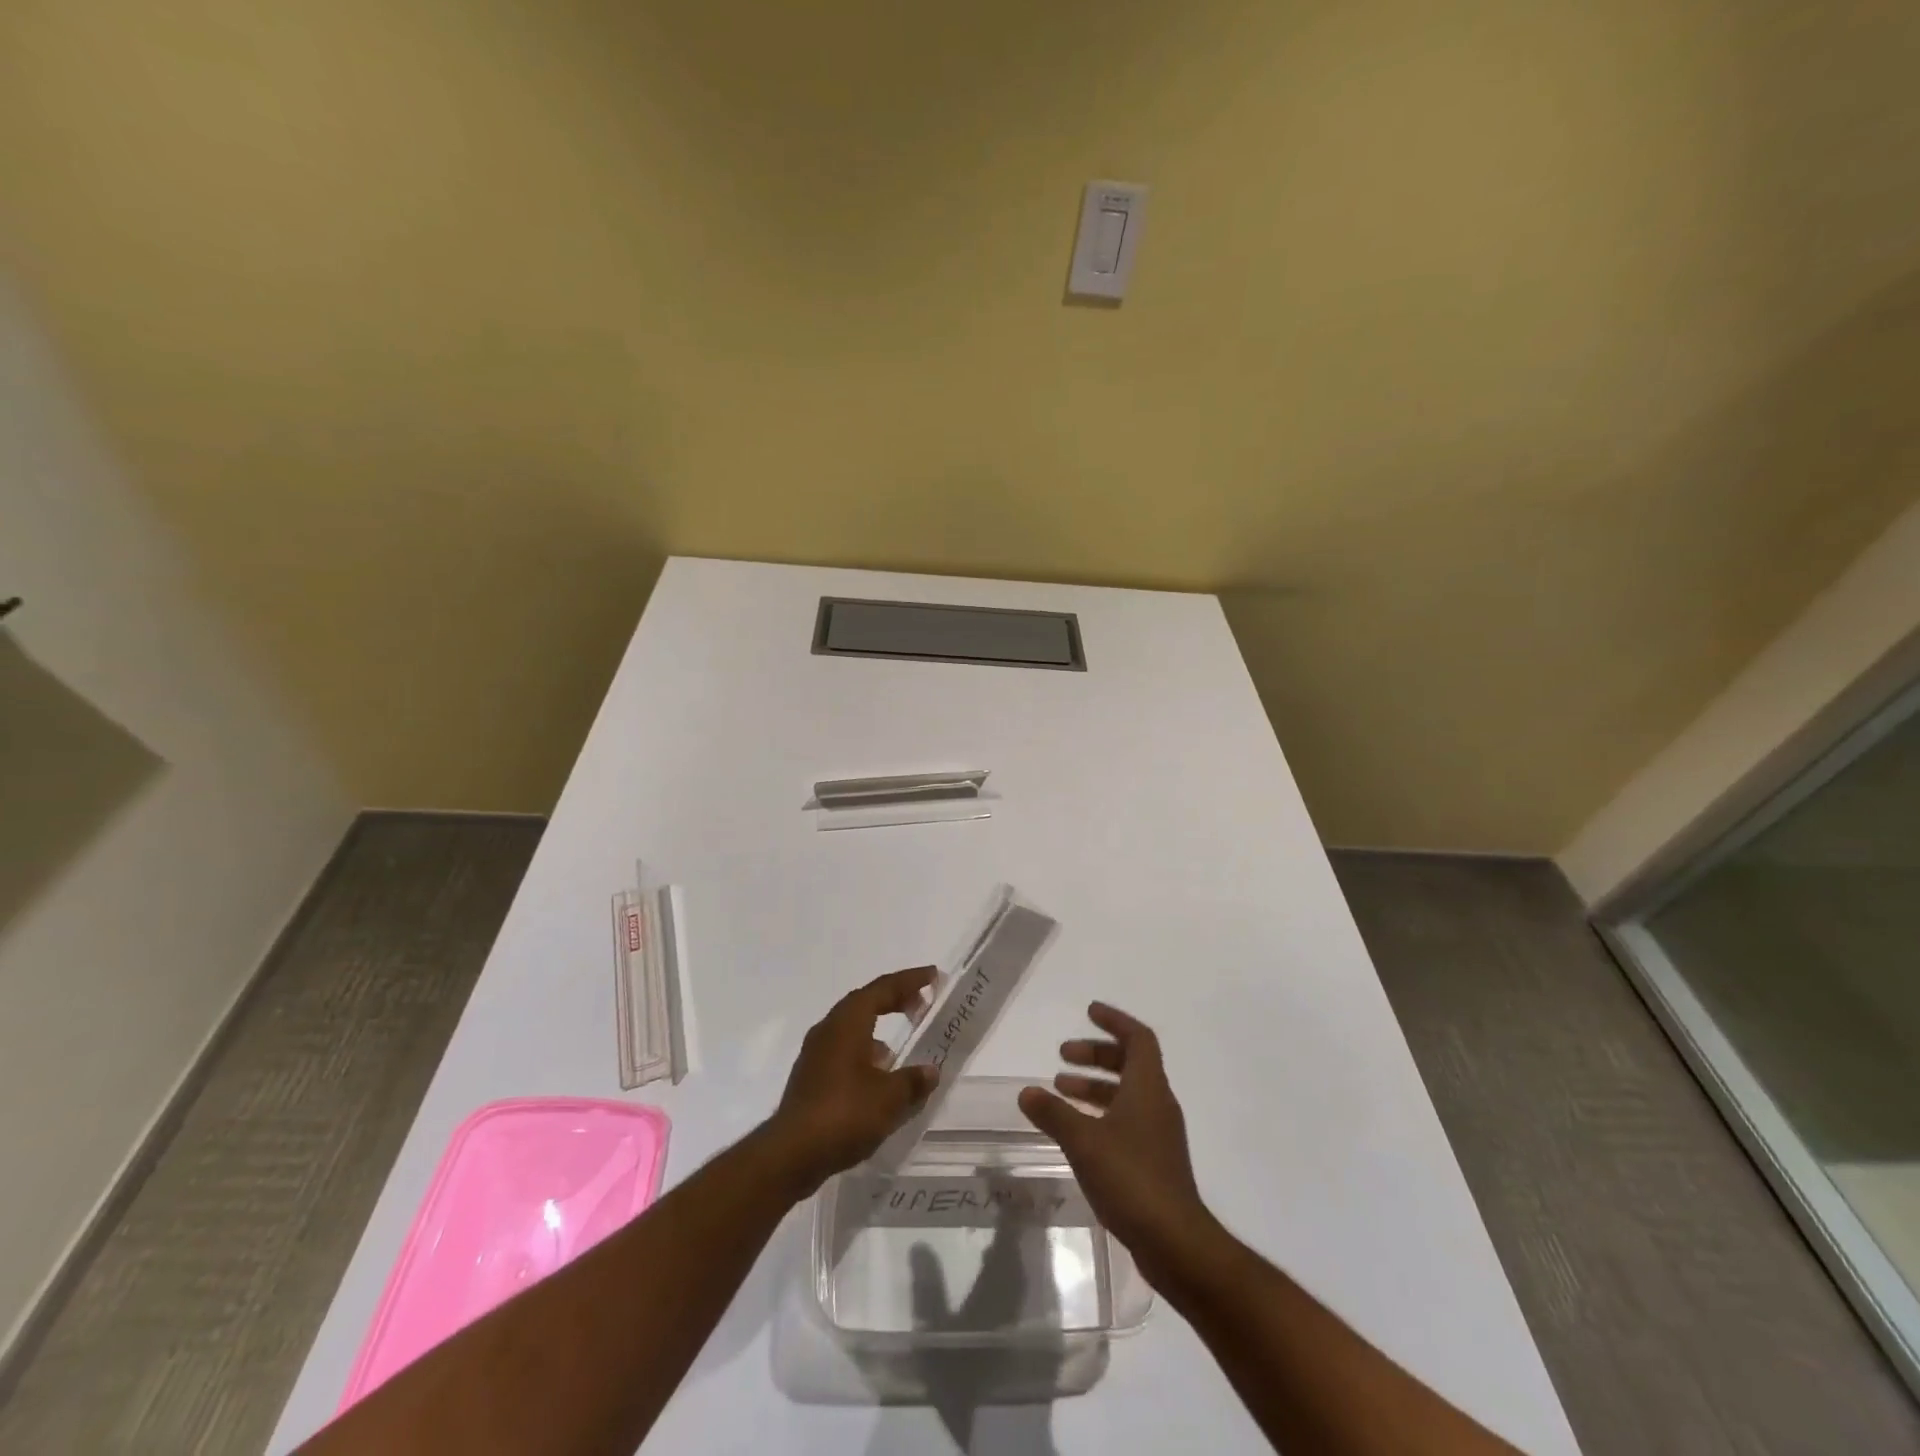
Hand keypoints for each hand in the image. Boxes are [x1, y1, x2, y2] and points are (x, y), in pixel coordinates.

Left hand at [766, 966, 939, 1195]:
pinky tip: (878, 1077)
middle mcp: (829, 1028)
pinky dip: (865, 1052)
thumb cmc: (844, 1114)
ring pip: (852, 1027)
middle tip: (922, 1005)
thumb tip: (930, 1071)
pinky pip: (844, 1050)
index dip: (910, 980)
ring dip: (878, 1028)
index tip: (933, 976)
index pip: (883, 988)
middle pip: (865, 1002)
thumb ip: (913, 1081)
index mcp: (848, 1022)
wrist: (790, 1154)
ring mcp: (816, 1053)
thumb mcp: (889, 1098)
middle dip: (895, 1000)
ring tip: (901, 1047)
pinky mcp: (810, 1077)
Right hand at [1019, 1002, 1210, 1285]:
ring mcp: (1159, 1135)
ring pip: (1126, 1095)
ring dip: (1094, 1087)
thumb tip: (1026, 1091)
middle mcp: (1157, 1104)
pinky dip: (1101, 1115)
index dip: (1114, 1021)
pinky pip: (1126, 1121)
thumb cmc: (1131, 1177)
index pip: (1138, 1038)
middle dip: (1096, 1054)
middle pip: (1130, 1064)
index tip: (1089, 1011)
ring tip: (1059, 1092)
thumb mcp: (1084, 1141)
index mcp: (1148, 1087)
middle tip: (1063, 1055)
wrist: (1176, 1242)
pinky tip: (1076, 1132)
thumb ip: (1054, 1113)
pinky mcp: (1155, 1163)